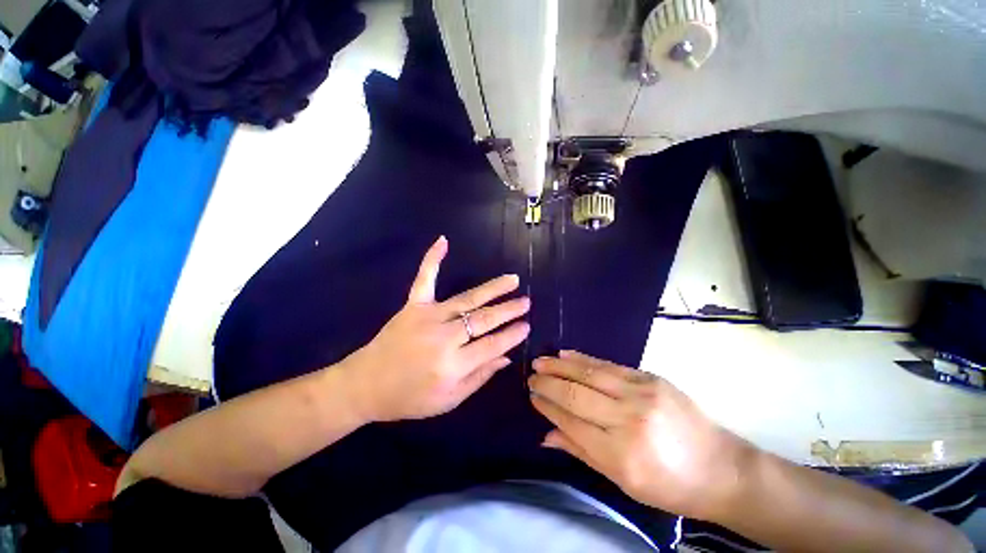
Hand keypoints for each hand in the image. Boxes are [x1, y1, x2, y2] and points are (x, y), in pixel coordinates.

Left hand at [344, 236, 529, 422]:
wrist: (365, 385)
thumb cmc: (409, 398)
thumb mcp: (449, 400)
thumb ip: (480, 377)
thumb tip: (506, 357)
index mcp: (453, 366)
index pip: (492, 345)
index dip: (512, 335)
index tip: (526, 326)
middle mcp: (444, 338)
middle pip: (484, 320)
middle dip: (508, 310)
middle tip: (526, 302)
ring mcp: (428, 317)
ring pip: (467, 299)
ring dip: (493, 288)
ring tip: (512, 280)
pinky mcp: (413, 306)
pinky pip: (425, 279)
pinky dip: (433, 259)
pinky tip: (443, 241)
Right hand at [528, 351, 753, 519]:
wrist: (721, 468)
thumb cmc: (671, 485)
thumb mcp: (624, 482)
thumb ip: (581, 452)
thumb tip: (546, 435)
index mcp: (620, 455)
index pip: (571, 422)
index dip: (548, 407)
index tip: (532, 396)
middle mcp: (628, 420)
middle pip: (576, 395)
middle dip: (548, 384)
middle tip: (530, 376)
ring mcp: (641, 394)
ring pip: (589, 374)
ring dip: (560, 366)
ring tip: (540, 361)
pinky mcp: (650, 378)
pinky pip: (608, 365)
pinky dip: (583, 358)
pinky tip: (566, 354)